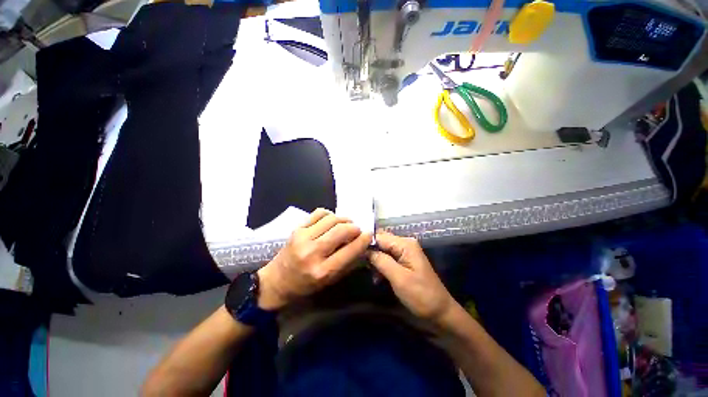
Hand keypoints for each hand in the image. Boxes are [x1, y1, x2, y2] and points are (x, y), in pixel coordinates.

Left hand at [256, 209, 371, 309]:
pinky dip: (329, 214)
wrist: (277, 281)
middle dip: (354, 227)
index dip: (363, 239)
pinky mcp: (296, 229)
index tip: (369, 234)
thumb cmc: (306, 285)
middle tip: (357, 230)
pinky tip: (331, 221)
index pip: (350, 250)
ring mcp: (303, 238)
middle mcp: (313, 252)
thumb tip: (362, 243)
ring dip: (343, 219)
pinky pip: (319, 213)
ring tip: (345, 225)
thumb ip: (348, 262)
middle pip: (341, 230)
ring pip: (331, 219)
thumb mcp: (330, 280)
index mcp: (323, 271)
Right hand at [367, 231, 454, 321]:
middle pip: (381, 242)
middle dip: (370, 253)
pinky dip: (381, 266)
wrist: (440, 312)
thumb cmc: (420, 295)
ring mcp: (405, 252)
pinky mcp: (404, 261)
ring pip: (382, 250)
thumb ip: (381, 261)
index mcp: (405, 244)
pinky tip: (377, 278)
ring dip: (375, 261)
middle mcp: (405, 244)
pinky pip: (387, 258)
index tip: (355, 254)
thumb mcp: (399, 278)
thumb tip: (365, 249)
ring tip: (371, 275)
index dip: (366, 244)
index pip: (379, 236)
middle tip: (361, 265)